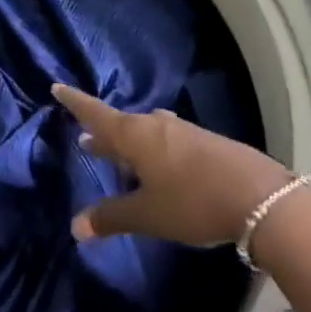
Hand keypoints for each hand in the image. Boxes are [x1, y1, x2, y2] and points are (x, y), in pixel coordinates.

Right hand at [52, 82, 297, 246]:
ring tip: (116, 154)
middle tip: (84, 139)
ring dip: (126, 142)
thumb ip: (112, 217)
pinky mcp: (199, 142)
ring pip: (143, 132)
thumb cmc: (191, 201)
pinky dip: (148, 149)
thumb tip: (75, 225)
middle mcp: (154, 125)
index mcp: (134, 135)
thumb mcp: (147, 215)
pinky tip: (154, 166)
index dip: (76, 102)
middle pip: (120, 124)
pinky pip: (162, 139)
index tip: (57, 86)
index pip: (96, 113)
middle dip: (101, 132)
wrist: (253, 194)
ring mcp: (179, 131)